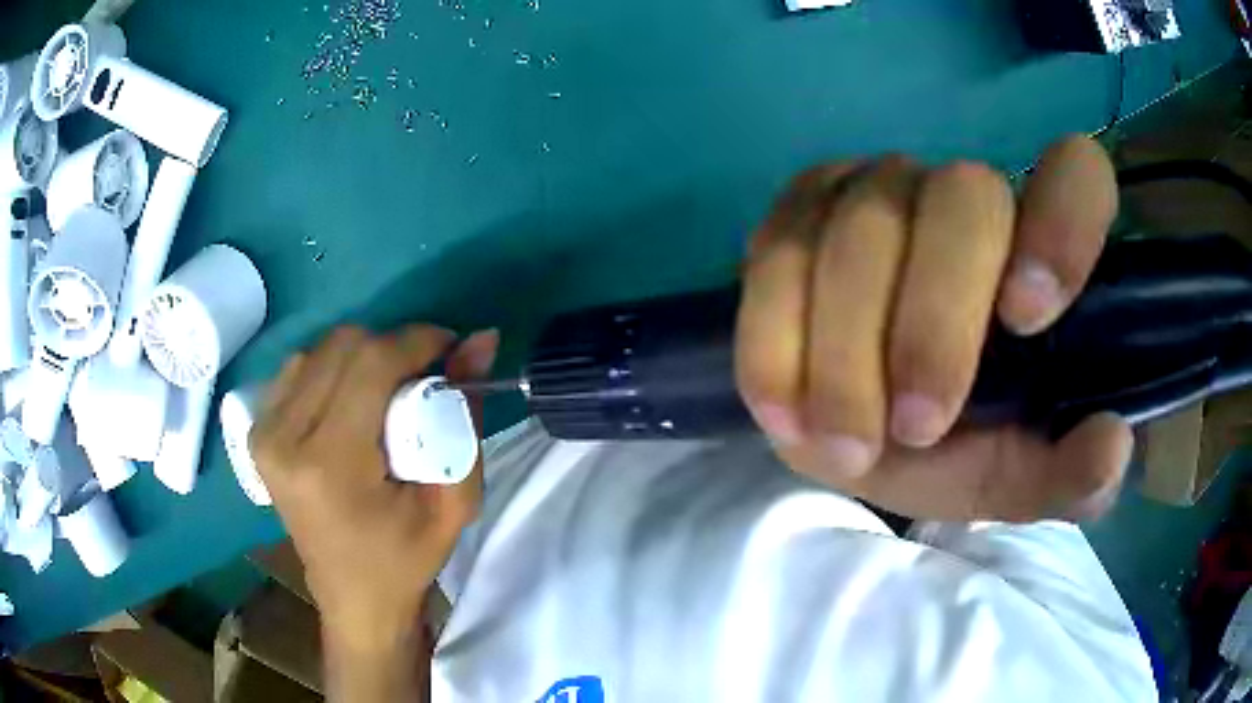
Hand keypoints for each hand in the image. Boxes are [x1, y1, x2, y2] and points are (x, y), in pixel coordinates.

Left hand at [251, 325, 498, 646]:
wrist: (352, 596)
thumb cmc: (406, 558)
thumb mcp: (454, 501)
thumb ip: (466, 417)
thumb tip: (480, 341)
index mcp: (329, 465)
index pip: (370, 364)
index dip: (416, 340)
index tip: (450, 348)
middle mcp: (283, 439)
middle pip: (342, 345)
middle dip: (392, 348)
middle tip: (422, 379)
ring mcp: (263, 432)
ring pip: (320, 350)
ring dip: (362, 359)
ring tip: (387, 396)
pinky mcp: (257, 431)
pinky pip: (300, 368)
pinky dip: (335, 371)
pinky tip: (353, 403)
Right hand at [736, 135, 1131, 521]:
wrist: (857, 429)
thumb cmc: (957, 445)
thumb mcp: (1015, 475)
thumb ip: (1066, 473)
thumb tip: (1111, 447)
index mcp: (1040, 246)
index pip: (1077, 174)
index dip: (1062, 224)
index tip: (1026, 320)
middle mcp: (965, 194)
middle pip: (960, 198)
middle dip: (934, 323)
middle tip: (915, 430)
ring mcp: (877, 188)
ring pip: (859, 228)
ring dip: (845, 352)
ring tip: (843, 446)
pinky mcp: (800, 210)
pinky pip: (775, 252)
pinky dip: (774, 340)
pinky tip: (783, 410)